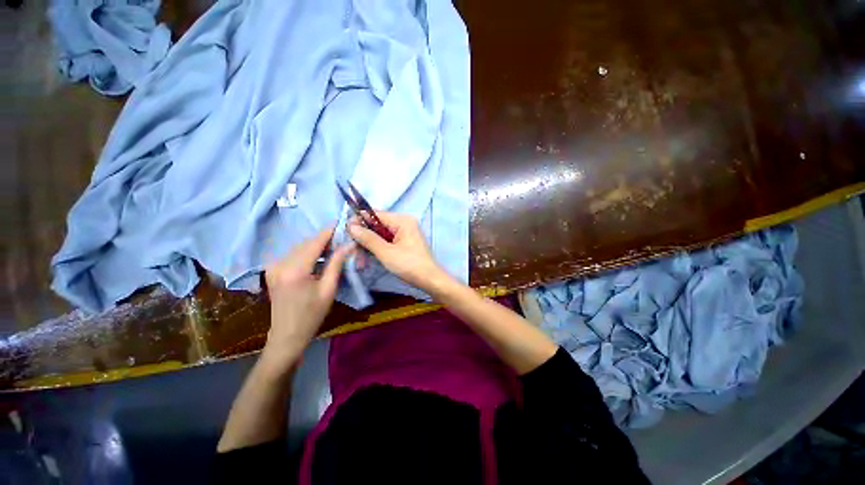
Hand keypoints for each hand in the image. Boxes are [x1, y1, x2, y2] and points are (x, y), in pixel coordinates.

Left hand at [261, 227, 353, 369]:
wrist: (287, 335)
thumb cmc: (312, 315)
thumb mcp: (329, 289)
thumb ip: (337, 263)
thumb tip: (349, 245)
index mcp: (295, 269)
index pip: (315, 242)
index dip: (329, 231)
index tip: (343, 223)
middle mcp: (280, 263)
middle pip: (306, 243)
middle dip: (325, 239)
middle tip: (343, 239)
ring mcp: (273, 266)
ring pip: (299, 247)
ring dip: (316, 245)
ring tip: (334, 248)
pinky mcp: (272, 270)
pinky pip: (293, 254)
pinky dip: (307, 252)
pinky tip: (319, 258)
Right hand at [347, 212, 450, 292]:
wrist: (430, 280)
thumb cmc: (409, 265)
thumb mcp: (386, 252)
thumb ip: (368, 238)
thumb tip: (351, 226)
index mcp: (402, 221)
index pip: (376, 214)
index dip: (359, 221)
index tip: (345, 230)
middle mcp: (404, 223)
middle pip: (377, 225)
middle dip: (364, 238)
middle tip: (351, 250)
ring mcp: (405, 234)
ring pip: (380, 236)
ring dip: (369, 246)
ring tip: (359, 260)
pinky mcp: (404, 243)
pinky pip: (387, 242)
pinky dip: (378, 250)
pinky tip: (368, 259)